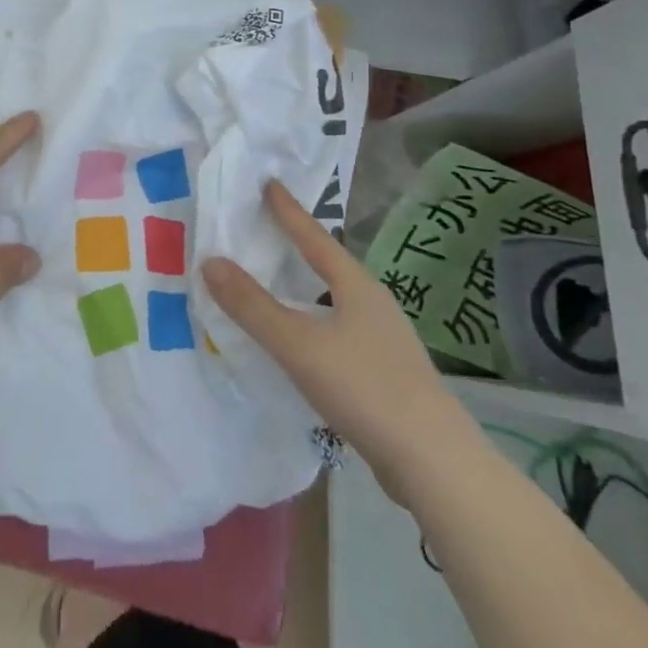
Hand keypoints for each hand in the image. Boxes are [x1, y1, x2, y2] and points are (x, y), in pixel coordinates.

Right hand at [203, 182, 475, 498]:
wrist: (437, 464)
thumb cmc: (366, 389)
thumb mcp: (300, 345)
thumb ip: (253, 306)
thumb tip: (210, 261)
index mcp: (356, 285)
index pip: (314, 236)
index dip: (288, 210)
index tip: (269, 182)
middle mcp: (373, 303)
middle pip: (329, 263)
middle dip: (299, 244)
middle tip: (267, 226)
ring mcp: (384, 340)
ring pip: (336, 299)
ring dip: (307, 286)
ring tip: (280, 281)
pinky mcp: (387, 374)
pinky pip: (340, 331)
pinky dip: (315, 321)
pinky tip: (304, 341)